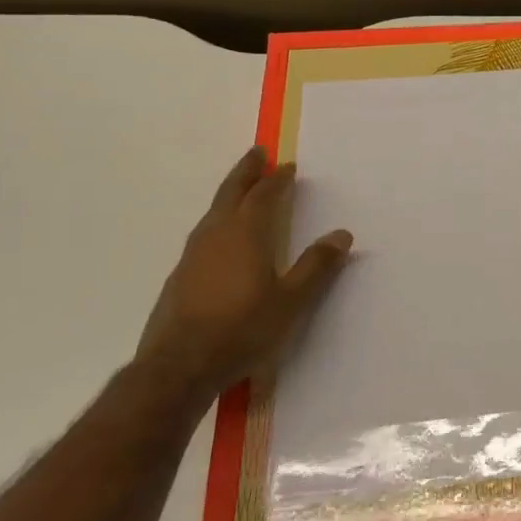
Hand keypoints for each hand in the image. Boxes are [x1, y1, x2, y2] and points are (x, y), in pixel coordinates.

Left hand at [135, 148, 352, 401]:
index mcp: (246, 234)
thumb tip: (342, 235)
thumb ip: (316, 266)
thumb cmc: (242, 330)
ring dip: (230, 194)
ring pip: (214, 212)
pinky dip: (218, 220)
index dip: (277, 179)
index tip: (288, 166)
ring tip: (241, 190)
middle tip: (257, 153)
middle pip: (231, 193)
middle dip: (246, 172)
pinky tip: (221, 237)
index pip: (263, 196)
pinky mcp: (180, 276)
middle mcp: (216, 235)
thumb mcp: (291, 301)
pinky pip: (204, 233)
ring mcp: (193, 255)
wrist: (179, 367)